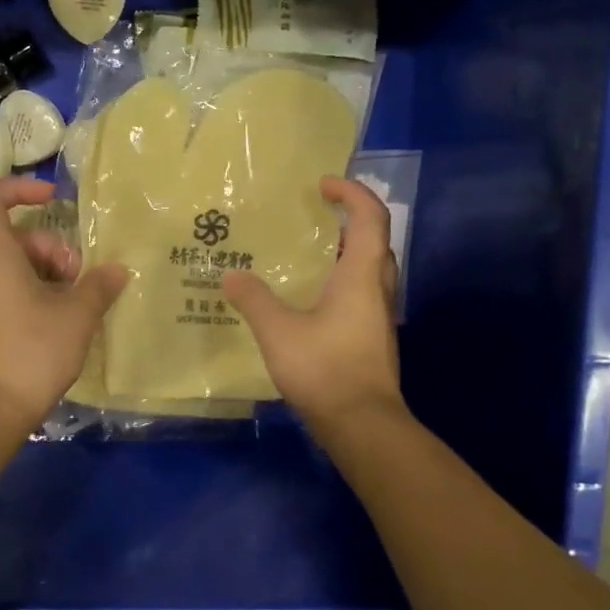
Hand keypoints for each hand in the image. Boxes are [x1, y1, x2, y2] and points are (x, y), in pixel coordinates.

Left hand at [0, 178, 128, 430]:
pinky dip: (36, 296)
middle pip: (15, 238)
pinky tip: (62, 324)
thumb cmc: (31, 352)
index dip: (19, 188)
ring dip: (49, 275)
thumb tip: (117, 270)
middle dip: (52, 248)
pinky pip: (9, 293)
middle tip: (79, 276)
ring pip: (15, 268)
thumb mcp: (77, 317)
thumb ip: (99, 286)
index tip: (54, 199)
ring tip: (77, 304)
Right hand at [223, 175, 403, 429]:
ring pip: (368, 269)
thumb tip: (231, 275)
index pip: (370, 216)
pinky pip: (359, 293)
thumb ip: (254, 299)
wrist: (362, 425)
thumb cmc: (325, 369)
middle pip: (374, 240)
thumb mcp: (279, 331)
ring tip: (305, 254)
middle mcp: (378, 289)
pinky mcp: (371, 338)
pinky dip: (339, 281)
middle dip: (348, 220)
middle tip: (313, 217)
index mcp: (362, 275)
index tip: (321, 185)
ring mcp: (378, 316)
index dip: (350, 192)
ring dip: (344, 252)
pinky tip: (308, 298)